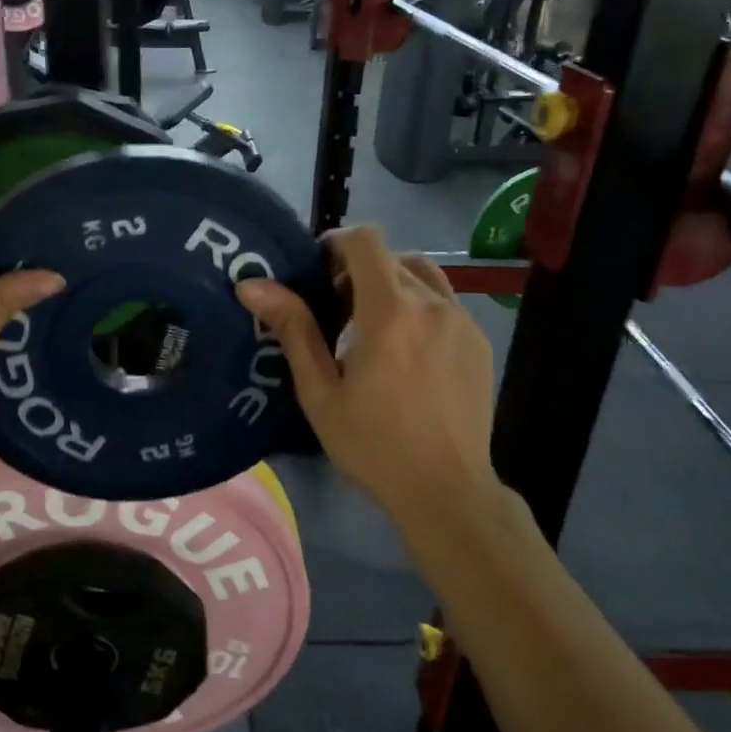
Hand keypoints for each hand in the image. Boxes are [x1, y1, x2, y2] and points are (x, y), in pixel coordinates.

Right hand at [237, 226, 499, 520]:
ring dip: (392, 285)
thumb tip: (251, 285)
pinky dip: (419, 307)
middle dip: (359, 271)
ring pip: (423, 276)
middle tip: (335, 310)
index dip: (336, 242)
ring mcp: (462, 321)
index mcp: (390, 311)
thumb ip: (293, 329)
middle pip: (391, 257)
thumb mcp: (320, 392)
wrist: (446, 491)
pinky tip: (406, 351)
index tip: (317, 270)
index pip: (365, 240)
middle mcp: (432, 303)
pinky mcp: (479, 341)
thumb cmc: (372, 445)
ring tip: (372, 327)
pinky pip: (445, 303)